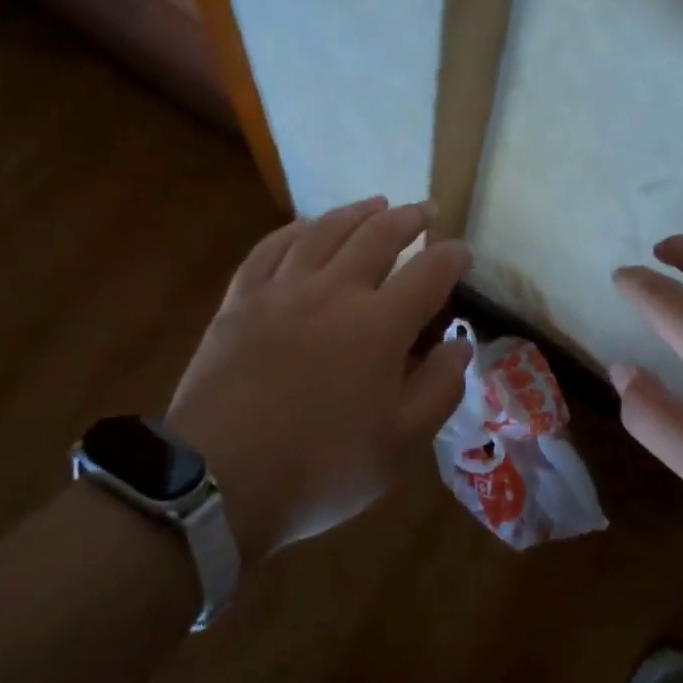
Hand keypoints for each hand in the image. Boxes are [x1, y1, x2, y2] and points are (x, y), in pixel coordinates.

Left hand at [166, 197, 471, 561]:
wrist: (219, 479)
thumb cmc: (320, 469)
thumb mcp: (399, 444)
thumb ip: (439, 389)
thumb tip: (460, 346)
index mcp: (379, 325)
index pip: (429, 273)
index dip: (452, 257)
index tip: (463, 251)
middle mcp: (334, 291)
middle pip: (378, 236)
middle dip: (408, 219)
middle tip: (424, 210)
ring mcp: (282, 290)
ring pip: (324, 231)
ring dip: (355, 212)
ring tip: (375, 203)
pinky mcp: (240, 300)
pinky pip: (270, 249)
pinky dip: (293, 230)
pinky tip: (305, 226)